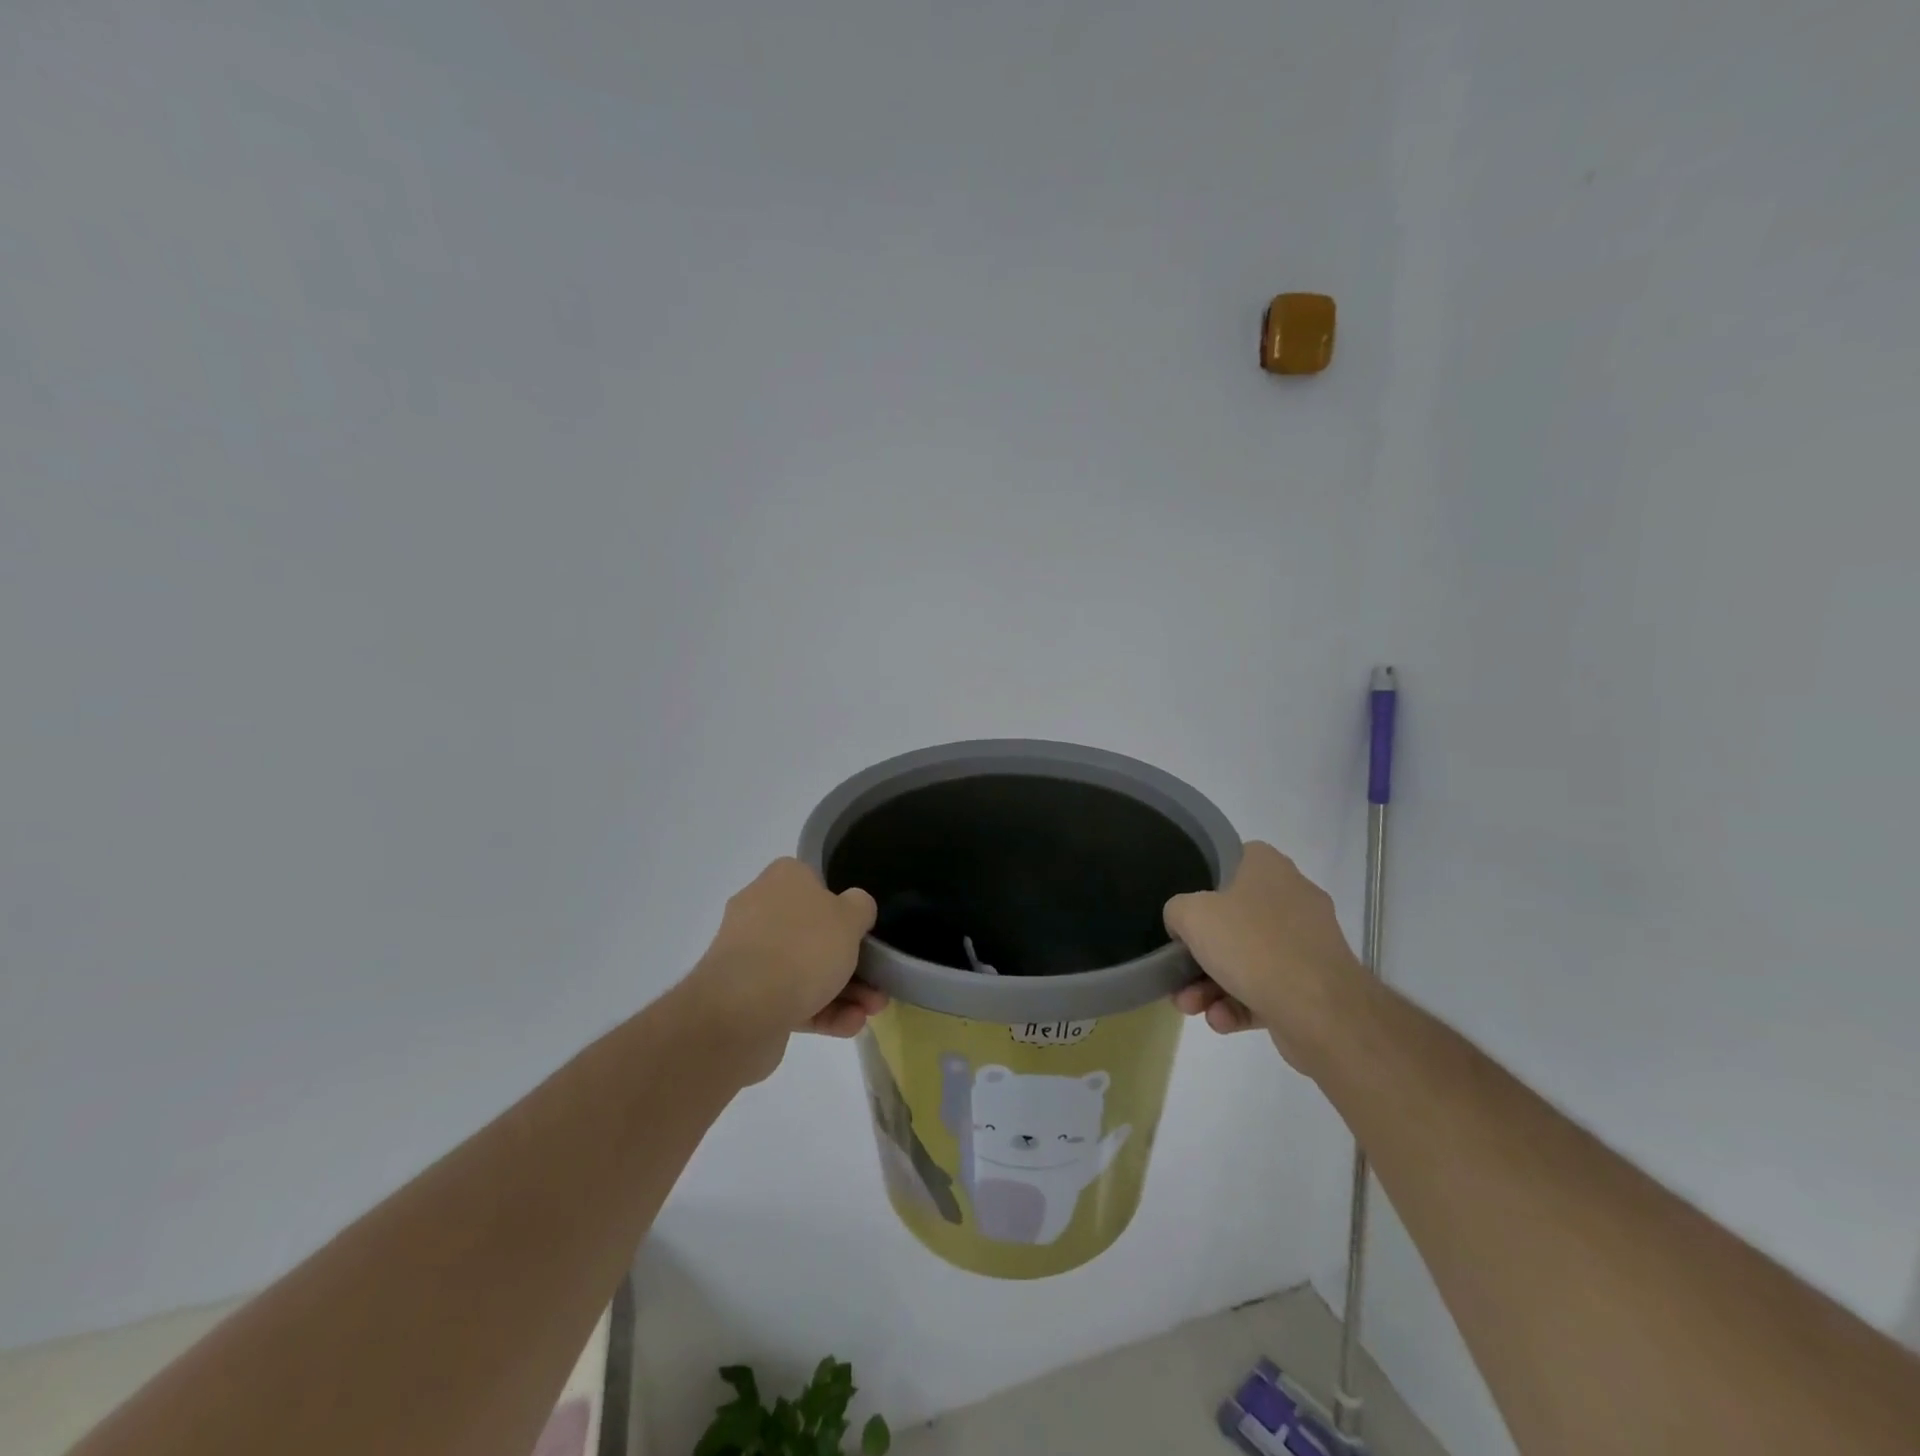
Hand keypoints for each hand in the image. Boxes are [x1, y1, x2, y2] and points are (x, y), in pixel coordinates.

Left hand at [688, 858, 885, 1058]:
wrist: (743, 1009)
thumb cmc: (803, 947)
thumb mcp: (850, 916)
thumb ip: (860, 907)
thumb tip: (854, 908)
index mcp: (782, 879)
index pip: (815, 883)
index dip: (843, 907)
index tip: (863, 931)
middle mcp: (760, 910)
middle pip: (814, 932)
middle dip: (850, 960)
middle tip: (878, 981)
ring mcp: (750, 955)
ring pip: (804, 969)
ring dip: (843, 990)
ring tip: (872, 1010)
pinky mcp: (746, 996)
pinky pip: (790, 998)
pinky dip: (821, 1010)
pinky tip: (850, 1025)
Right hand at [1165, 841, 1368, 1071]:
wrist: (1322, 1011)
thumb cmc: (1252, 945)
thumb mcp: (1192, 915)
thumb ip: (1177, 911)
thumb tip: (1184, 925)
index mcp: (1268, 867)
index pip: (1229, 862)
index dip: (1201, 885)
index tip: (1183, 913)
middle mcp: (1291, 898)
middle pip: (1232, 920)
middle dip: (1199, 954)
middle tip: (1178, 975)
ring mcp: (1305, 942)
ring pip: (1247, 958)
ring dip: (1212, 985)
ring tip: (1193, 1007)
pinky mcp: (1313, 984)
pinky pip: (1266, 987)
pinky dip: (1240, 1003)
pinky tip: (1221, 1020)